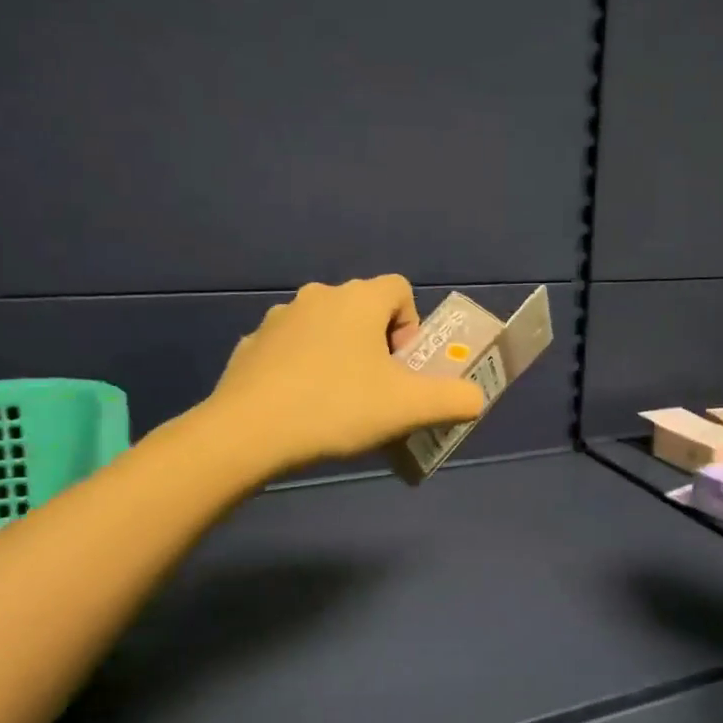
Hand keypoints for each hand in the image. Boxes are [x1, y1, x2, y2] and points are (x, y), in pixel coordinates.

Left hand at [207, 276, 487, 473]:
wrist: (248, 433)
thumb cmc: (337, 408)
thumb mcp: (410, 408)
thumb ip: (455, 399)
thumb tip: (475, 398)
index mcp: (357, 300)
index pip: (400, 290)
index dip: (411, 326)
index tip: (403, 367)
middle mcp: (317, 296)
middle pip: (362, 311)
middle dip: (376, 346)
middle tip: (377, 391)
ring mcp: (277, 320)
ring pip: (325, 330)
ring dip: (339, 356)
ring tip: (337, 404)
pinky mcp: (250, 346)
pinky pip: (290, 351)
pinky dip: (302, 370)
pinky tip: (300, 408)